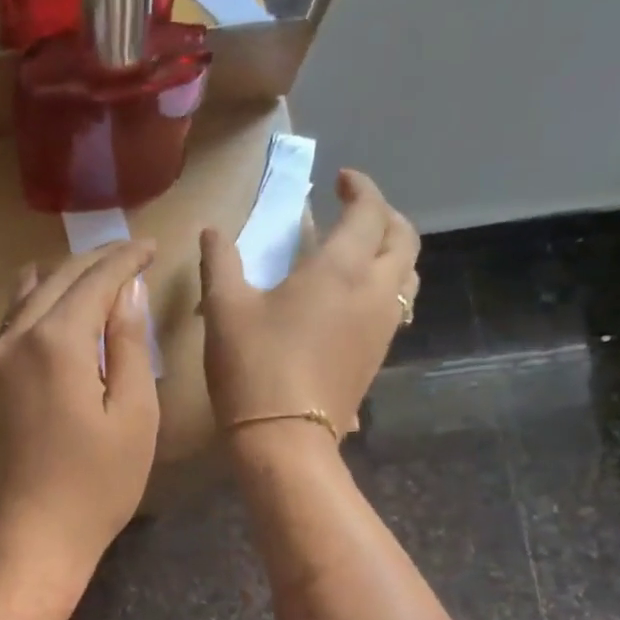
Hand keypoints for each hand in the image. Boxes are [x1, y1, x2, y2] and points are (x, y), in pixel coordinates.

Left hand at [0, 240, 160, 580]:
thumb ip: (130, 346)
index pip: (95, 279)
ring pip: (25, 296)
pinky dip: (35, 304)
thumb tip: (128, 291)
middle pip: (57, 278)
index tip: (150, 247)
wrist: (27, 540)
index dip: (125, 258)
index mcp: (57, 342)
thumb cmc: (95, 487)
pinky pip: (8, 324)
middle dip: (96, 261)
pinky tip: (50, 309)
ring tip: (93, 275)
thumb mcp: (133, 417)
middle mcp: (14, 338)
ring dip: (61, 277)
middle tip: (130, 254)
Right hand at [200, 169, 418, 443]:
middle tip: (356, 212)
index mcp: (340, 269)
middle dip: (385, 216)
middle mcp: (374, 291)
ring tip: (362, 251)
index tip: (341, 180)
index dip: (360, 188)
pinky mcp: (378, 356)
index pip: (368, 211)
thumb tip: (212, 231)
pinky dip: (386, 286)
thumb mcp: (224, 308)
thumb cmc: (253, 366)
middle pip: (404, 239)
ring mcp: (382, 327)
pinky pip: (397, 307)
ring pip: (408, 275)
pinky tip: (355, 298)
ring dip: (392, 252)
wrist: (284, 439)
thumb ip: (220, 262)